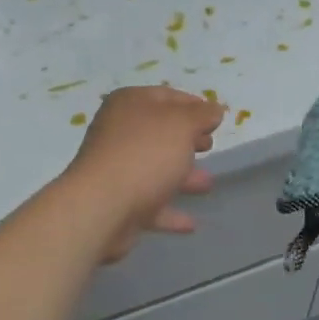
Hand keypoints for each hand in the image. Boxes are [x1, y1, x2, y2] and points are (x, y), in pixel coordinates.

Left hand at [62, 86, 224, 261]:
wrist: (102, 206)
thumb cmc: (145, 154)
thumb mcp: (182, 125)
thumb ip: (201, 115)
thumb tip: (214, 109)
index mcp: (129, 104)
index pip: (167, 96)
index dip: (193, 105)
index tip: (216, 119)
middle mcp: (118, 132)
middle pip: (160, 133)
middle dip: (187, 140)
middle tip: (210, 146)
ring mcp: (115, 168)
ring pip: (155, 168)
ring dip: (182, 176)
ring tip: (207, 184)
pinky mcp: (117, 202)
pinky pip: (149, 203)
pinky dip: (170, 211)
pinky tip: (190, 223)